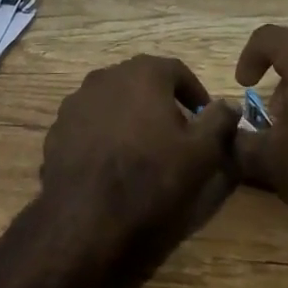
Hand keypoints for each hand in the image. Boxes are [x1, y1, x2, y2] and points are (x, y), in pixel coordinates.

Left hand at [39, 55, 241, 259]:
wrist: (86, 217)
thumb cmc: (151, 177)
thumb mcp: (202, 152)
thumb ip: (219, 121)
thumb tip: (229, 104)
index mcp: (142, 73)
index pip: (177, 70)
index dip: (195, 94)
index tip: (205, 118)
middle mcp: (106, 76)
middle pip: (142, 82)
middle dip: (162, 102)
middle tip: (178, 134)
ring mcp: (76, 101)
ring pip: (114, 101)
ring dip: (132, 116)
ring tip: (144, 149)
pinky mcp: (58, 128)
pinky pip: (91, 123)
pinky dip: (106, 134)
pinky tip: (113, 163)